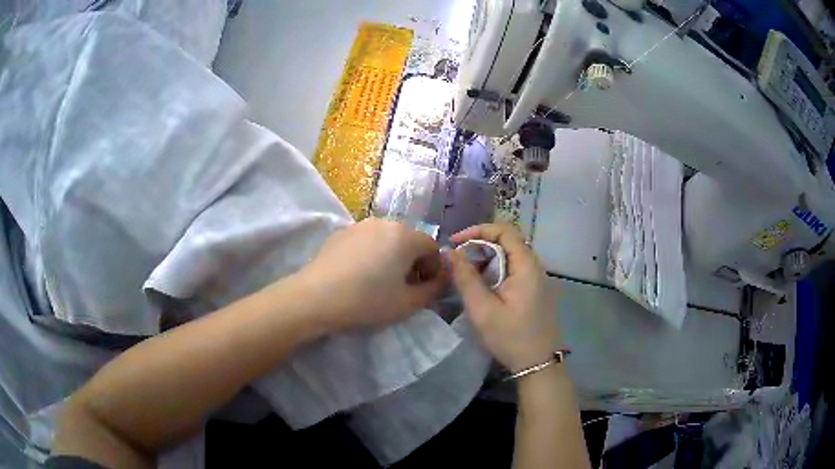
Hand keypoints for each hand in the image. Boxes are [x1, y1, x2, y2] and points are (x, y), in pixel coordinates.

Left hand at [297, 218, 443, 331]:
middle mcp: (384, 222)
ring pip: (386, 239)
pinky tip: (357, 275)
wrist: (315, 297)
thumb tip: (442, 280)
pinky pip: (366, 241)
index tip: (422, 290)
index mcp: (405, 236)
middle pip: (409, 240)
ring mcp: (359, 225)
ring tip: (378, 281)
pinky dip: (370, 254)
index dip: (433, 270)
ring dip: (391, 257)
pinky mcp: (339, 232)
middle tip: (402, 287)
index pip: (432, 248)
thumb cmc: (367, 301)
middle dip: (412, 263)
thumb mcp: (407, 304)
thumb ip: (433, 290)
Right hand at [448, 223, 559, 372]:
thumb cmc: (510, 337)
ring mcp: (538, 278)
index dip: (477, 230)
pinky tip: (484, 287)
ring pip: (510, 255)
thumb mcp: (482, 309)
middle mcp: (535, 266)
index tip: (455, 243)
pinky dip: (496, 270)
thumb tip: (449, 252)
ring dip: (486, 259)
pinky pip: (514, 269)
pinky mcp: (536, 289)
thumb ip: (465, 278)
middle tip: (458, 262)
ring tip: (467, 275)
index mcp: (526, 265)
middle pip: (507, 241)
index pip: (504, 230)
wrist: (537, 364)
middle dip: (479, 245)